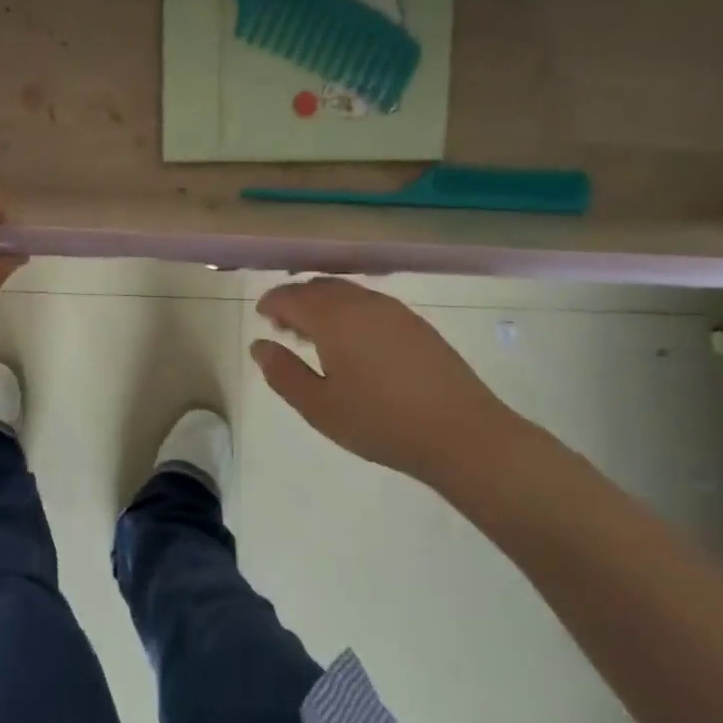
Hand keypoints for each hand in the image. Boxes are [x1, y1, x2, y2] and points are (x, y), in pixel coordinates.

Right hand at [250, 277, 536, 483]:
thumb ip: (283, 373)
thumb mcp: (319, 406)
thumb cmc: (380, 422)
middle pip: (319, 287)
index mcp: (333, 318)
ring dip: (324, 306)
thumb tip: (259, 345)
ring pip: (347, 293)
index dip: (271, 303)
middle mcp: (361, 303)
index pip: (290, 296)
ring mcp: (394, 311)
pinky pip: (370, 304)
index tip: (261, 317)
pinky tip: (355, 345)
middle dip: (296, 301)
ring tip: (318, 338)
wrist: (463, 435)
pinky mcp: (416, 324)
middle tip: (285, 329)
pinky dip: (350, 312)